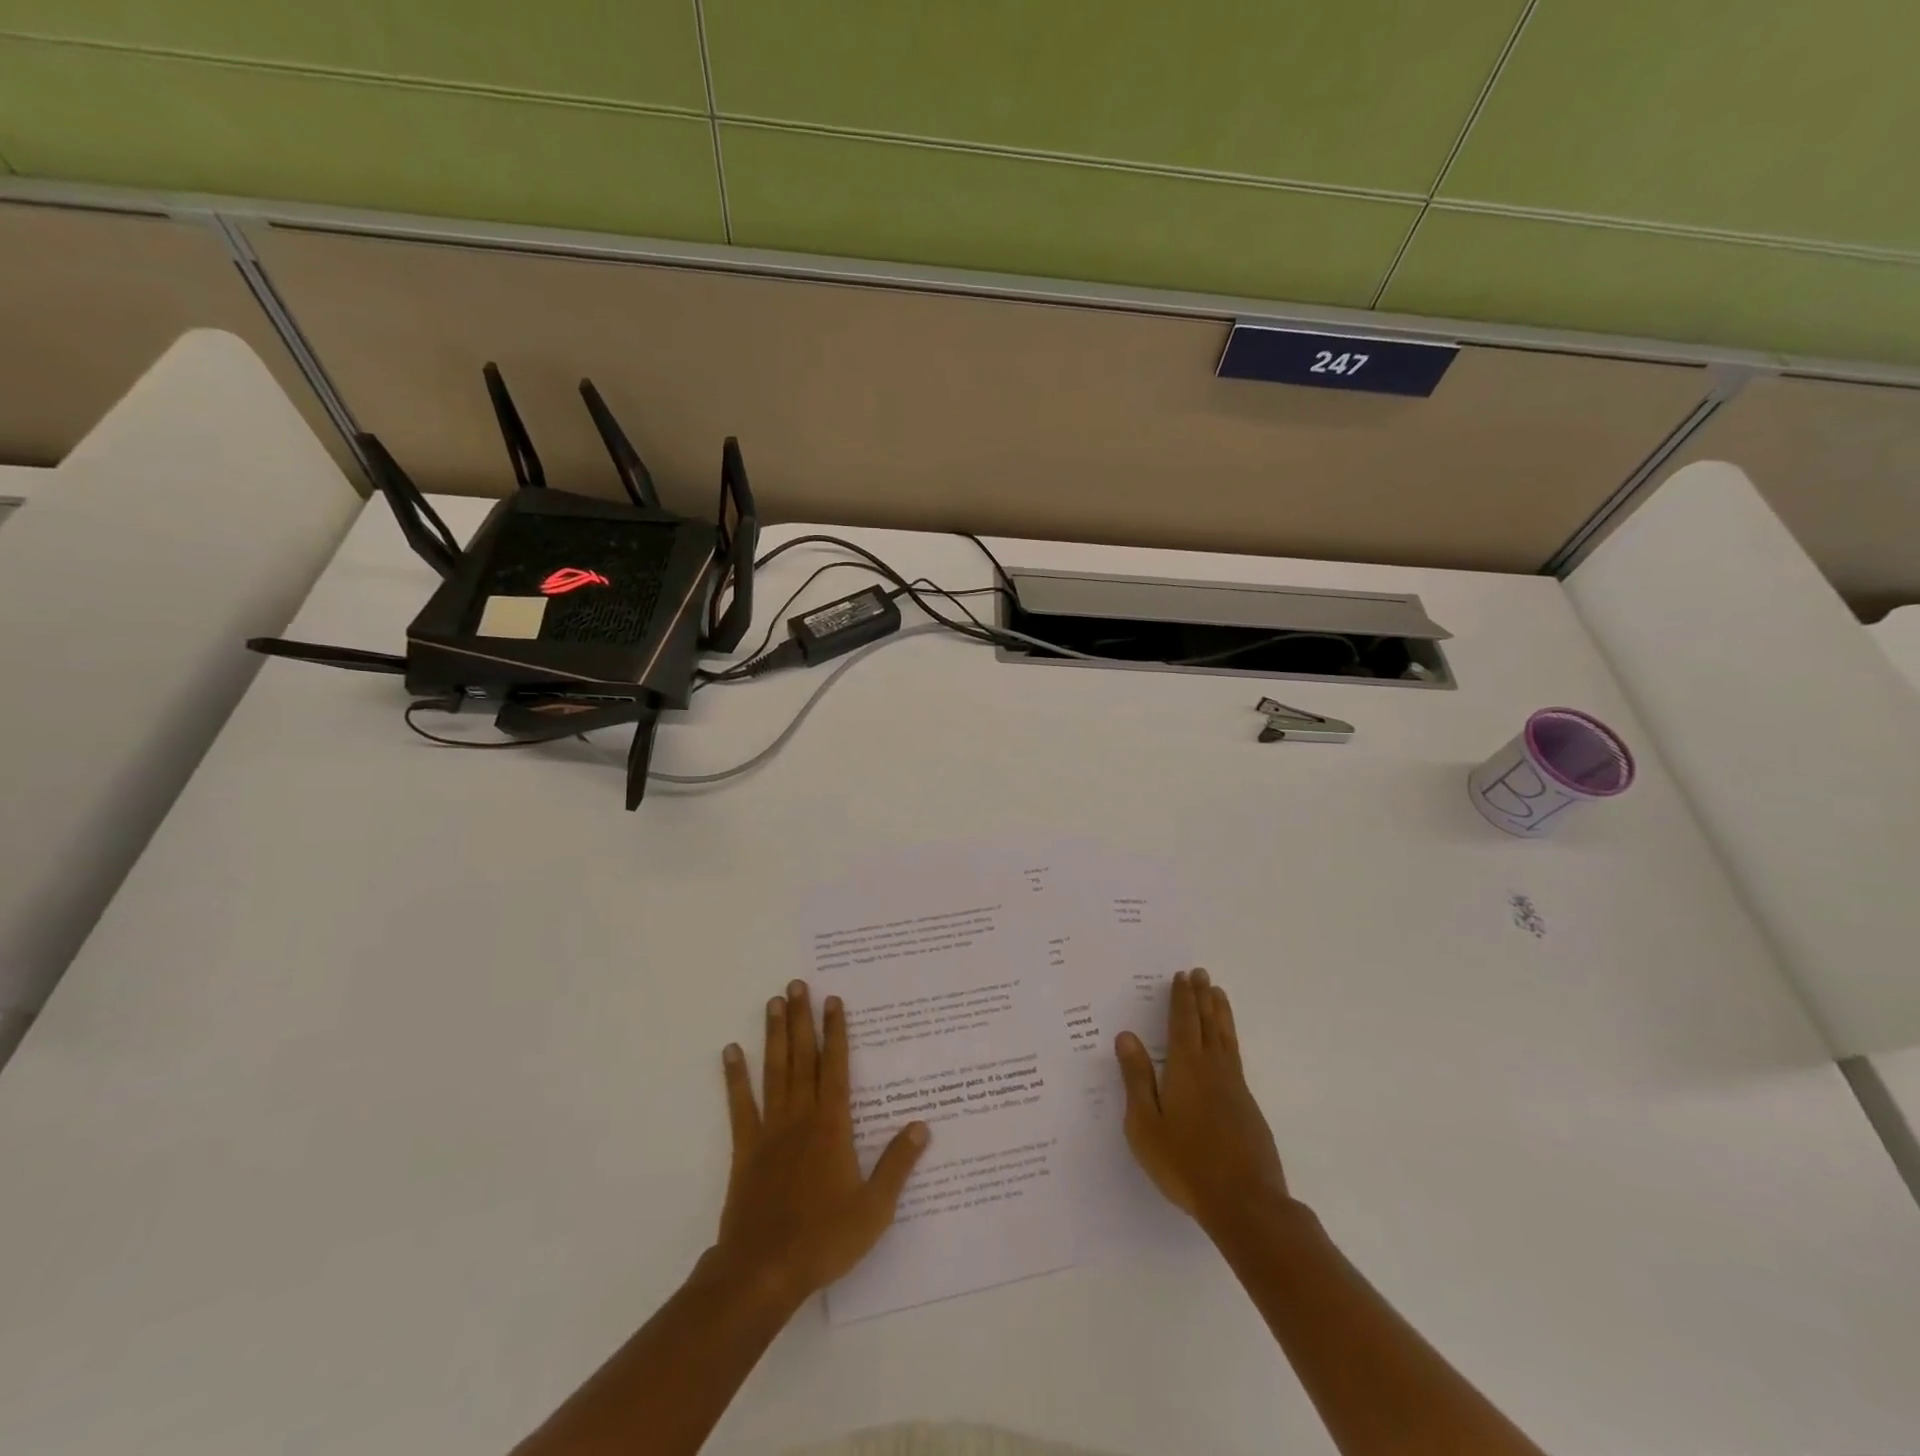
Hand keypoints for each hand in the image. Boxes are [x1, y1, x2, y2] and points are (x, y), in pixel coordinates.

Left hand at [715, 979, 929, 1303]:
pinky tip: (731, 1052)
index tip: (831, 1000)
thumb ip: (897, 1164)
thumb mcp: (874, 1208)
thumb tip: (922, 1125)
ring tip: (772, 1002)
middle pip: (802, 1058)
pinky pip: (740, 1105)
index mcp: (832, 1126)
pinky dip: (735, 1077)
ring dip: (774, 1035)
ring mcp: (770, 1130)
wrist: (763, 1272)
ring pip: (774, 1071)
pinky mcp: (745, 1149)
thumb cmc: (824, 1239)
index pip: (835, 1066)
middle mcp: (801, 1117)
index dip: (835, 1032)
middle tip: (796, 984)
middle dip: (800, 1019)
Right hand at [1115, 968, 1287, 1230]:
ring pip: (1226, 1038)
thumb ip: (1137, 1078)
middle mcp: (1212, 1068)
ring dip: (1220, 1013)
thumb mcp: (1145, 1124)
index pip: (1183, 1022)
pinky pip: (1235, 1056)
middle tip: (1201, 973)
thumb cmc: (1185, 1163)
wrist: (1245, 1203)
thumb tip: (1126, 1036)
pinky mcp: (1248, 1106)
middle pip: (1207, 1023)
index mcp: (1185, 1068)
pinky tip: (1227, 1044)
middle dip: (1202, 997)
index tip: (1182, 976)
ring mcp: (1235, 1087)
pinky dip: (1229, 1037)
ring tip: (1219, 993)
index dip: (1182, 998)